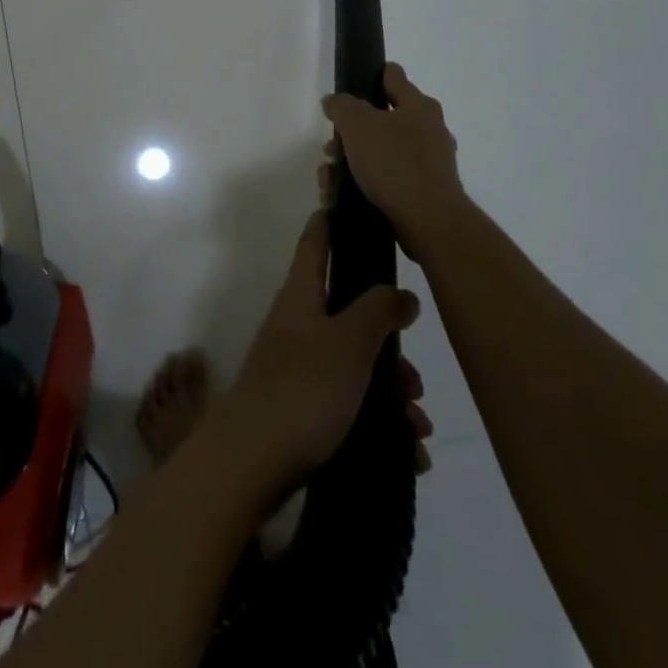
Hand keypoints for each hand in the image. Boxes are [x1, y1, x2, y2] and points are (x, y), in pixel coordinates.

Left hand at [210, 210, 420, 500]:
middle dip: (389, 345)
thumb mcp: (348, 343)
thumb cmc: (302, 389)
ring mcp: (299, 366)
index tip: (355, 204)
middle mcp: (299, 324)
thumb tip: (402, 293)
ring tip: (416, 428)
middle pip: (350, 314)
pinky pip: (351, 404)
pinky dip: (380, 423)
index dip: (333, 220)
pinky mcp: (304, 407)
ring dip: (391, 392)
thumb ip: (378, 311)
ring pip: (356, 364)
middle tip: (413, 381)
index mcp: (302, 295)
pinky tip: (407, 452)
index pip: (316, 241)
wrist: (252, 463)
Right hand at [321, 62, 471, 261]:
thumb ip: (342, 106)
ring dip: (352, 160)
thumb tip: (334, 101)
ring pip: (381, 152)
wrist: (429, 221)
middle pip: (381, 119)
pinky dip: (366, 182)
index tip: (351, 86)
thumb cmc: (394, 163)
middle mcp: (429, 130)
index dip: (371, 75)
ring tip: (330, 177)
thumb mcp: (357, 125)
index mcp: (419, 106)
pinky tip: (345, 194)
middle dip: (351, 133)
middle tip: (331, 147)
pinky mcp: (424, 191)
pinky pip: (388, 178)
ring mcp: (429, 162)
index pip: (393, 76)